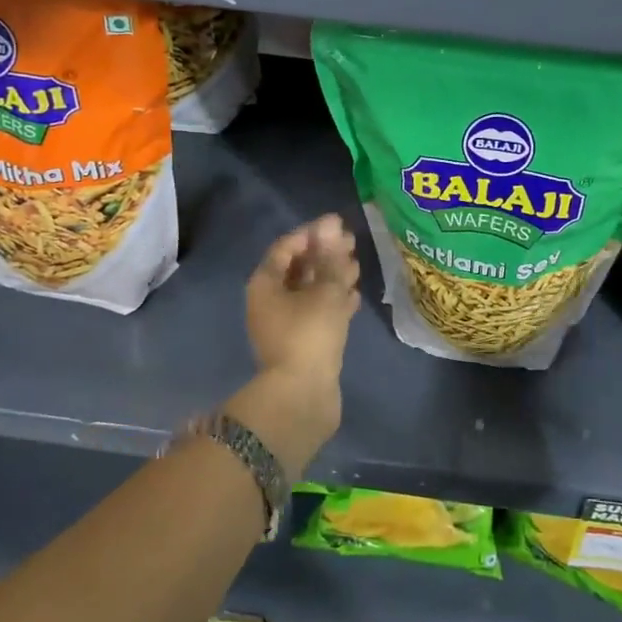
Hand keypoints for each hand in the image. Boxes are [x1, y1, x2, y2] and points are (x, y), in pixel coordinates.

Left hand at [229, 214, 361, 476]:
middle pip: (297, 268)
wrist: (302, 397)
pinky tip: (354, 295)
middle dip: (324, 253)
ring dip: (331, 276)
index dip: (312, 233)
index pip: (286, 247)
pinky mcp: (301, 343)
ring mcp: (284, 324)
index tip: (338, 224)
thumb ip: (331, 257)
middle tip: (352, 243)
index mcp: (265, 284)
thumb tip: (332, 224)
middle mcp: (269, 301)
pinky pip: (316, 312)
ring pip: (309, 291)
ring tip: (357, 266)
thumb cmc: (310, 334)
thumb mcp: (326, 290)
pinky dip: (333, 301)